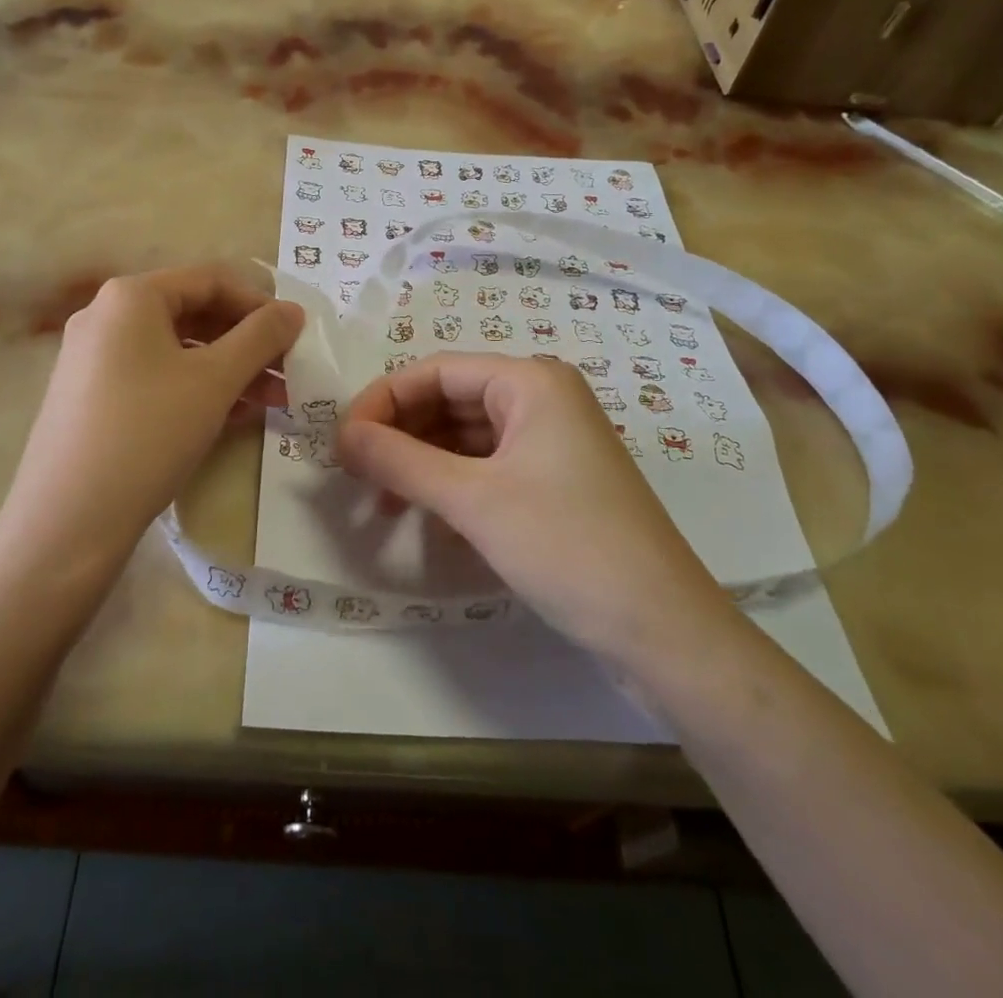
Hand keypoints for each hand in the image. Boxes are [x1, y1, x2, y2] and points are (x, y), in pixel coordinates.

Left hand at [0, 266, 302, 562]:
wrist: (66, 523)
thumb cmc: (148, 433)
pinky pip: (156, 378)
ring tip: (273, 400)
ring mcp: (93, 359)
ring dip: (229, 369)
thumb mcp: (215, 380)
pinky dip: (197, 389)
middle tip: (289, 370)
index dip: (260, 303)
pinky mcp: (92, 398)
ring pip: (177, 350)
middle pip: (193, 313)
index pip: (210, 280)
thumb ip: (261, 337)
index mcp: (130, 296)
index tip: (297, 334)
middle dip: (247, 342)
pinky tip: (233, 416)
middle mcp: (106, 316)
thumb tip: (294, 310)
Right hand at [338, 354, 730, 663]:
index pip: (435, 371)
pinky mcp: (554, 481)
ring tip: (381, 499)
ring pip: (465, 437)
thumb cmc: (566, 546)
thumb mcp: (472, 500)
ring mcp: (550, 441)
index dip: (382, 401)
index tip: (341, 442)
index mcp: (529, 381)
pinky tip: (424, 514)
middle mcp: (541, 399)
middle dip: (400, 433)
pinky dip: (451, 484)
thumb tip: (342, 435)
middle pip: (449, 400)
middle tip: (353, 473)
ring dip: (420, 462)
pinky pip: (487, 466)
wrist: (661, 631)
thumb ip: (400, 460)